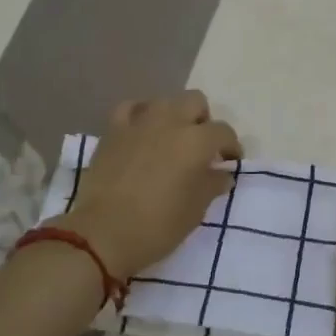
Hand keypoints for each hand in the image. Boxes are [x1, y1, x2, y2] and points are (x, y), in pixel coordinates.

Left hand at [57, 91, 241, 279]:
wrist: (103, 234)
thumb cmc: (158, 226)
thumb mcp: (196, 210)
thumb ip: (212, 185)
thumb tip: (221, 174)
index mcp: (196, 141)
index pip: (223, 132)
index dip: (231, 146)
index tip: (229, 162)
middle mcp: (170, 122)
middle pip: (195, 101)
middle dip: (203, 120)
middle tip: (201, 146)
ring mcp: (139, 122)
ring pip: (164, 101)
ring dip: (173, 115)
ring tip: (171, 139)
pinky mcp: (113, 130)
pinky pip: (131, 109)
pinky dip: (140, 115)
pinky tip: (141, 132)